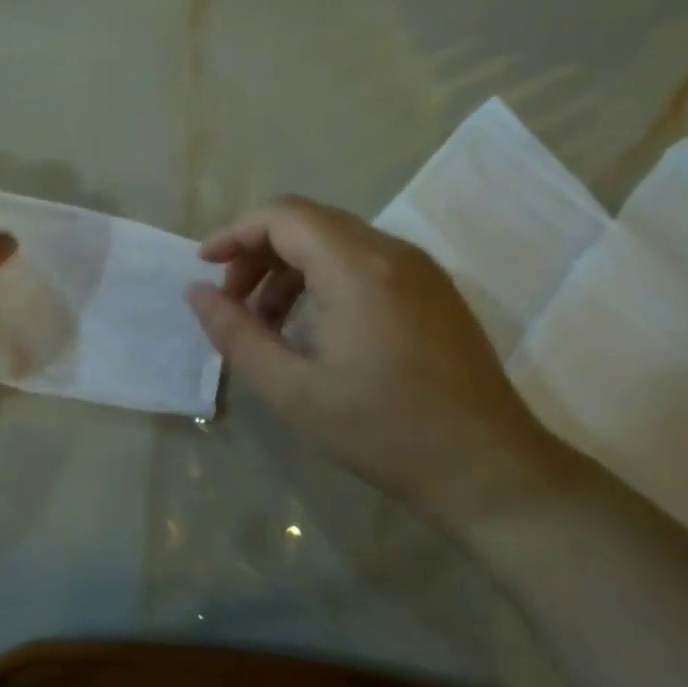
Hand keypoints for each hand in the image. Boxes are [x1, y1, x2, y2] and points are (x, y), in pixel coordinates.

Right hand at [187, 196, 575, 523]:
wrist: (490, 469)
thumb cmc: (385, 431)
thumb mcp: (294, 391)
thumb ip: (237, 335)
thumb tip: (197, 294)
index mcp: (358, 268)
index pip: (282, 216)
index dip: (235, 234)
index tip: (205, 268)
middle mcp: (391, 251)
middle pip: (307, 222)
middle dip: (258, 251)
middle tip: (232, 300)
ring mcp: (419, 268)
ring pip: (336, 239)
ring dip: (290, 266)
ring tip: (268, 321)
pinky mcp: (433, 289)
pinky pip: (364, 260)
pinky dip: (324, 277)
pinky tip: (314, 326)